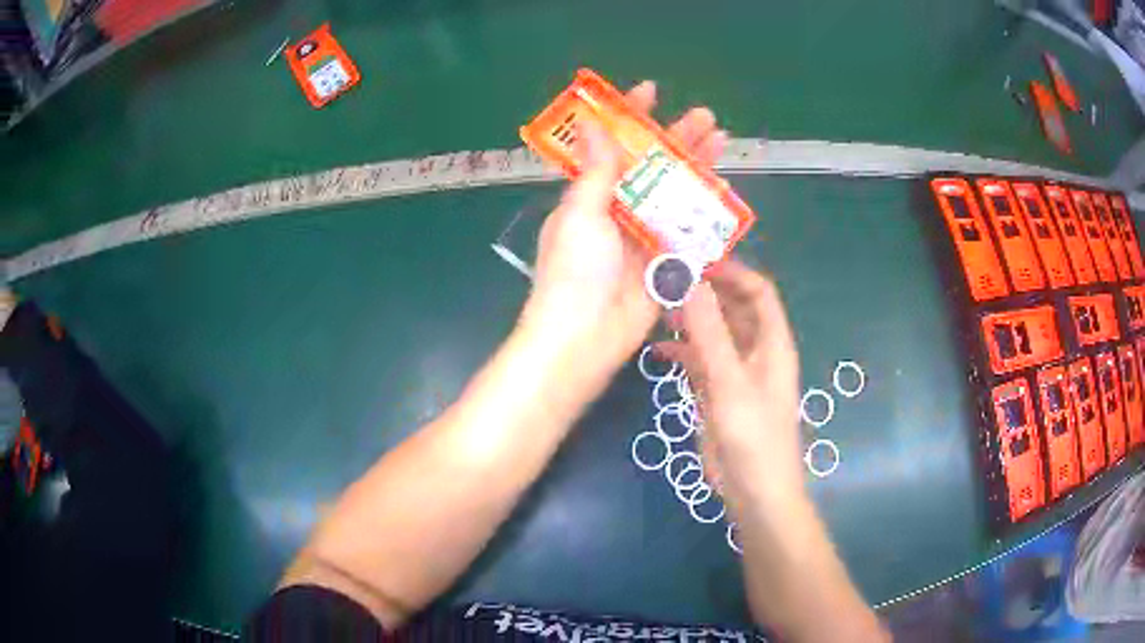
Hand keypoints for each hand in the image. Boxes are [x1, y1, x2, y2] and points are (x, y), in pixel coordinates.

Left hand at [522, 81, 727, 377]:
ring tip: (722, 141)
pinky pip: (688, 230)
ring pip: (674, 194)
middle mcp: (617, 211)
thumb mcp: (581, 213)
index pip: (612, 146)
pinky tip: (723, 190)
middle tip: (705, 116)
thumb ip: (595, 170)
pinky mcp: (665, 263)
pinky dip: (705, 211)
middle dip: (677, 139)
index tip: (650, 91)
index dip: (629, 117)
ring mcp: (643, 237)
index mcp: (589, 196)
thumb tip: (590, 121)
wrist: (585, 339)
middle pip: (652, 167)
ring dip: (696, 168)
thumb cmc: (575, 272)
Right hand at [654, 262, 803, 511]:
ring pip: (713, 333)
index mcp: (772, 342)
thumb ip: (710, 334)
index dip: (731, 271)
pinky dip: (681, 352)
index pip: (757, 290)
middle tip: (664, 279)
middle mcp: (756, 351)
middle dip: (703, 292)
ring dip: (689, 320)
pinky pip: (699, 361)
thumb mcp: (730, 384)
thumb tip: (691, 282)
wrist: (754, 493)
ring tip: (655, 308)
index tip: (693, 262)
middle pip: (732, 308)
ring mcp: (735, 372)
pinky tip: (657, 351)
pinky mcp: (717, 393)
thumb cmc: (753, 438)